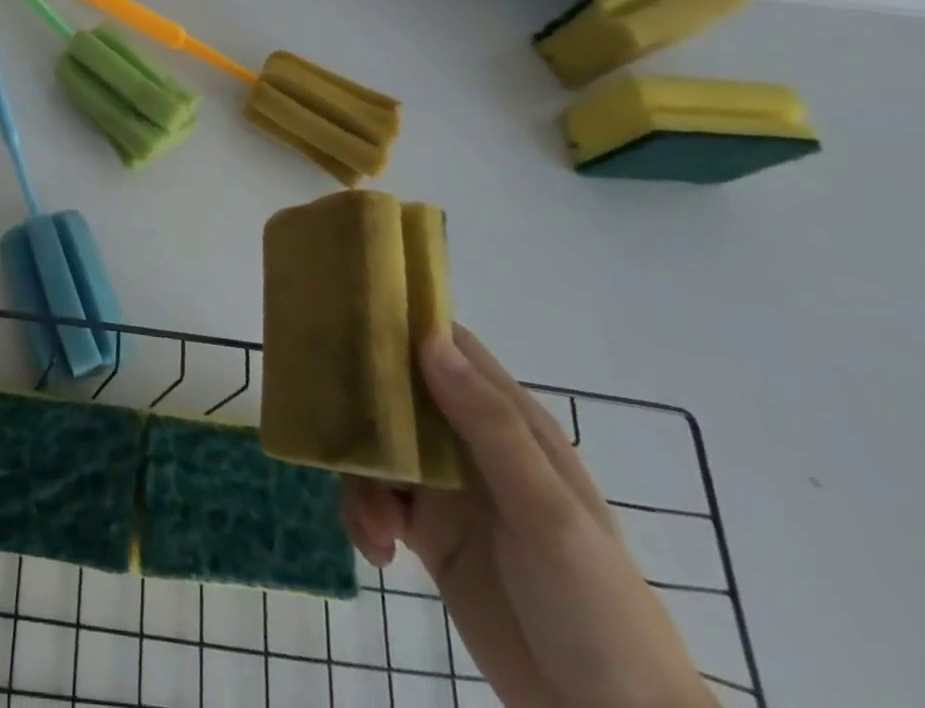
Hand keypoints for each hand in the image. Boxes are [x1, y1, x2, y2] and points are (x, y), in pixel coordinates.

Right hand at [343, 326, 714, 707]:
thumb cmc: (596, 608)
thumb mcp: (547, 513)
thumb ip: (488, 425)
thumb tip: (428, 339)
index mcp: (507, 423)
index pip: (447, 348)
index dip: (400, 325)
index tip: (345, 315)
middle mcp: (469, 443)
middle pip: (396, 392)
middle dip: (359, 404)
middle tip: (328, 420)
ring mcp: (445, 487)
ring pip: (376, 445)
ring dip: (360, 476)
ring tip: (376, 526)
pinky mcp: (426, 531)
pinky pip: (373, 498)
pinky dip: (364, 516)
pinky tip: (379, 552)